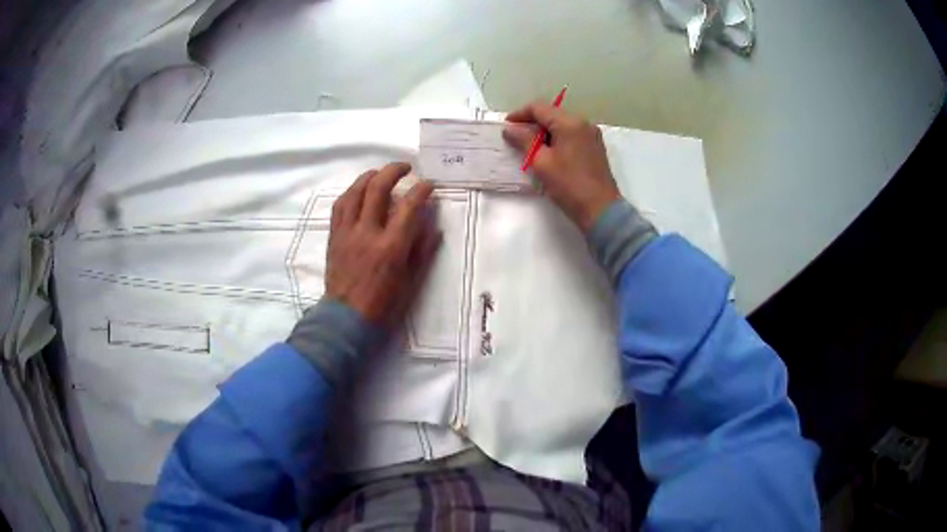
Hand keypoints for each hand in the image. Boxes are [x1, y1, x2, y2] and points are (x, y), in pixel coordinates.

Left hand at [325, 162, 441, 326]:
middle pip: (378, 189)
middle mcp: (367, 233)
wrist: (346, 319)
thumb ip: (422, 251)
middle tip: (405, 167)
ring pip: (355, 192)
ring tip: (380, 173)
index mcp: (391, 247)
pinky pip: (339, 206)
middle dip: (394, 171)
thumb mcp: (411, 282)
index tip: (429, 184)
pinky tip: (358, 191)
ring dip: (369, 176)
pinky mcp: (334, 236)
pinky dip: (351, 192)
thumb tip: (433, 227)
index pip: (409, 207)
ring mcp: (347, 233)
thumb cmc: (383, 305)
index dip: (421, 190)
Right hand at [503, 102, 621, 231]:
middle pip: (551, 114)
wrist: (601, 210)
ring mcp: (591, 135)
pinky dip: (557, 139)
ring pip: (561, 125)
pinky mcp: (595, 147)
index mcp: (570, 123)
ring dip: (544, 132)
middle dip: (532, 123)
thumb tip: (509, 129)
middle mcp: (583, 123)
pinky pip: (571, 135)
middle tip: (515, 138)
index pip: (539, 108)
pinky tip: (547, 153)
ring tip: (529, 147)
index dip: (519, 114)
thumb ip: (524, 140)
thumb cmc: (569, 185)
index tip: (506, 127)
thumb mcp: (541, 162)